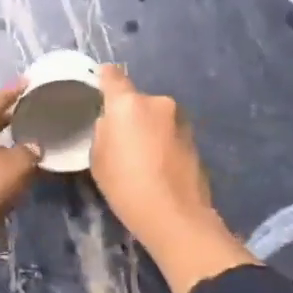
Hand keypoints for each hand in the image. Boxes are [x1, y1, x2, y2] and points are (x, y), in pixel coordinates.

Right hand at [90, 65, 253, 292]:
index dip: (102, 78)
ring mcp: (180, 120)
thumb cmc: (126, 185)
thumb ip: (103, 131)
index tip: (97, 86)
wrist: (175, 216)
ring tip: (139, 156)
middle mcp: (158, 102)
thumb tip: (112, 123)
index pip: (112, 76)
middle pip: (135, 100)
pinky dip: (162, 142)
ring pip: (155, 116)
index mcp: (128, 103)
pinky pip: (169, 132)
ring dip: (147, 128)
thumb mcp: (98, 158)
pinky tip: (157, 166)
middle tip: (119, 139)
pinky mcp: (194, 139)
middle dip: (128, 114)